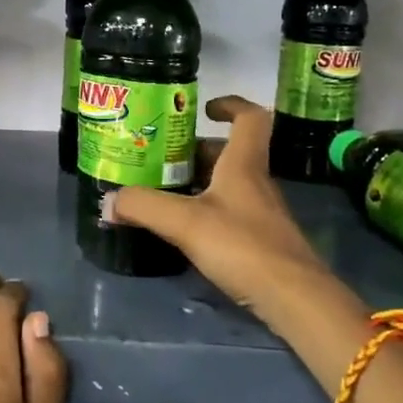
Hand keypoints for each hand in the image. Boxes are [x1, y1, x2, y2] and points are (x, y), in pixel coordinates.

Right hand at [106, 96, 357, 334]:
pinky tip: (184, 229)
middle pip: (229, 152)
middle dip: (195, 151)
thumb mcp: (185, 223)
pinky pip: (229, 212)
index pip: (249, 118)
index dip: (229, 104)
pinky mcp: (260, 240)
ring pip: (227, 184)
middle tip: (160, 158)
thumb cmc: (242, 246)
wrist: (294, 298)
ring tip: (162, 191)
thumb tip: (109, 200)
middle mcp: (255, 182)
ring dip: (198, 182)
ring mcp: (261, 213)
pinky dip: (206, 211)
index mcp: (243, 164)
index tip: (202, 110)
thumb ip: (144, 206)